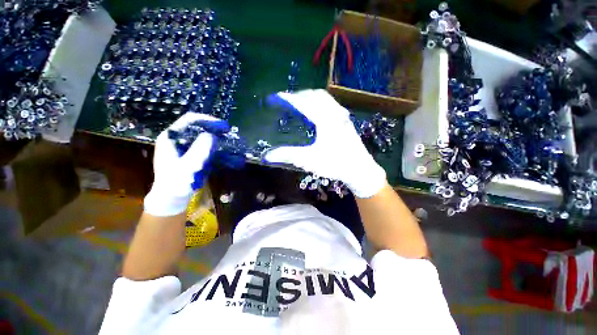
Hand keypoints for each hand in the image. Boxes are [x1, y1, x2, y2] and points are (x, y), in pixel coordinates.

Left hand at [144, 113, 228, 215]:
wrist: (172, 199)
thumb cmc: (176, 183)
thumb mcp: (187, 167)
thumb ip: (198, 150)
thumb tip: (211, 135)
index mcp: (170, 138)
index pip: (188, 120)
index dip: (206, 120)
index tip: (222, 126)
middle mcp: (177, 140)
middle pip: (197, 128)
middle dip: (213, 130)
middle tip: (227, 134)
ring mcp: (184, 148)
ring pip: (202, 137)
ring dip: (216, 139)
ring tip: (228, 142)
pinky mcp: (191, 156)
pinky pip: (205, 147)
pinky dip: (215, 148)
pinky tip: (225, 152)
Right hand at [265, 89, 386, 197]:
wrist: (360, 170)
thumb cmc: (335, 164)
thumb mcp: (310, 160)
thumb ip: (288, 155)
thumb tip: (267, 155)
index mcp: (325, 119)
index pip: (303, 103)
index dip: (288, 98)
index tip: (275, 97)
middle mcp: (334, 113)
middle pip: (314, 95)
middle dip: (299, 95)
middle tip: (287, 101)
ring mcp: (342, 116)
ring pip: (324, 98)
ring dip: (310, 98)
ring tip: (299, 104)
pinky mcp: (346, 121)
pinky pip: (331, 104)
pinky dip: (319, 103)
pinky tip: (316, 113)